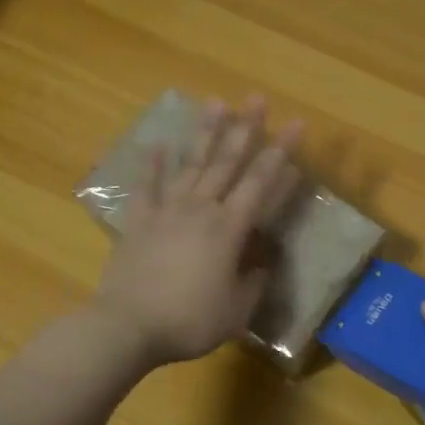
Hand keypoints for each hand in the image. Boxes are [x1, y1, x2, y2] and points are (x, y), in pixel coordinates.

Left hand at [93, 95, 303, 367]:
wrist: (127, 327)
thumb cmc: (188, 321)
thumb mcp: (236, 311)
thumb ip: (253, 282)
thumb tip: (263, 262)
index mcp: (228, 229)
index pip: (261, 182)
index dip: (281, 152)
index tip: (297, 125)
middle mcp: (200, 209)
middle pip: (226, 161)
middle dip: (246, 128)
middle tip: (258, 97)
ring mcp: (166, 211)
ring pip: (190, 164)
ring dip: (205, 133)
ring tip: (216, 102)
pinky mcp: (138, 221)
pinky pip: (146, 186)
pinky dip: (152, 164)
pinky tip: (157, 144)